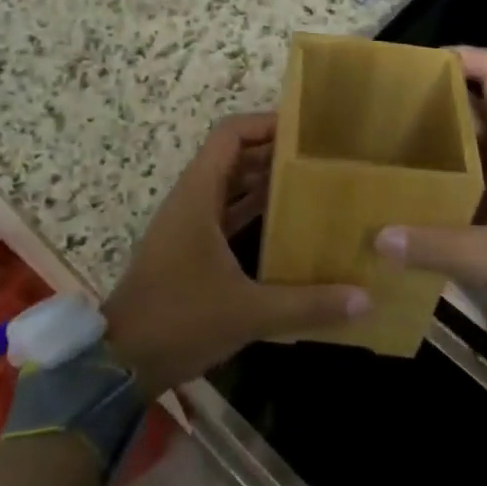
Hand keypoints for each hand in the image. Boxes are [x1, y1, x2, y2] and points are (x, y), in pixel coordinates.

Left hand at [103, 113, 369, 394]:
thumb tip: (366, 299)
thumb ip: (308, 304)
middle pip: (234, 156)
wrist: (120, 363)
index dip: (265, 123)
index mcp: (199, 194)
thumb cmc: (180, 319)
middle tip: (321, 158)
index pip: (230, 134)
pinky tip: (286, 227)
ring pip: (230, 186)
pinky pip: (225, 214)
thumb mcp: (249, 312)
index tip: (305, 129)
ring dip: (265, 183)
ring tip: (313, 186)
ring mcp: (188, 224)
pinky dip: (252, 212)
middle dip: (274, 153)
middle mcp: (192, 199)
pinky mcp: (188, 249)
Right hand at [375, 47, 486, 341]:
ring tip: (395, 143)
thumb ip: (441, 247)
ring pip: (477, 139)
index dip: (460, 56)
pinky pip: (479, 174)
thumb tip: (379, 237)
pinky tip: (420, 191)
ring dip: (442, 136)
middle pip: (480, 102)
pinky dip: (451, 173)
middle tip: (391, 108)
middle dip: (439, 97)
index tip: (416, 68)